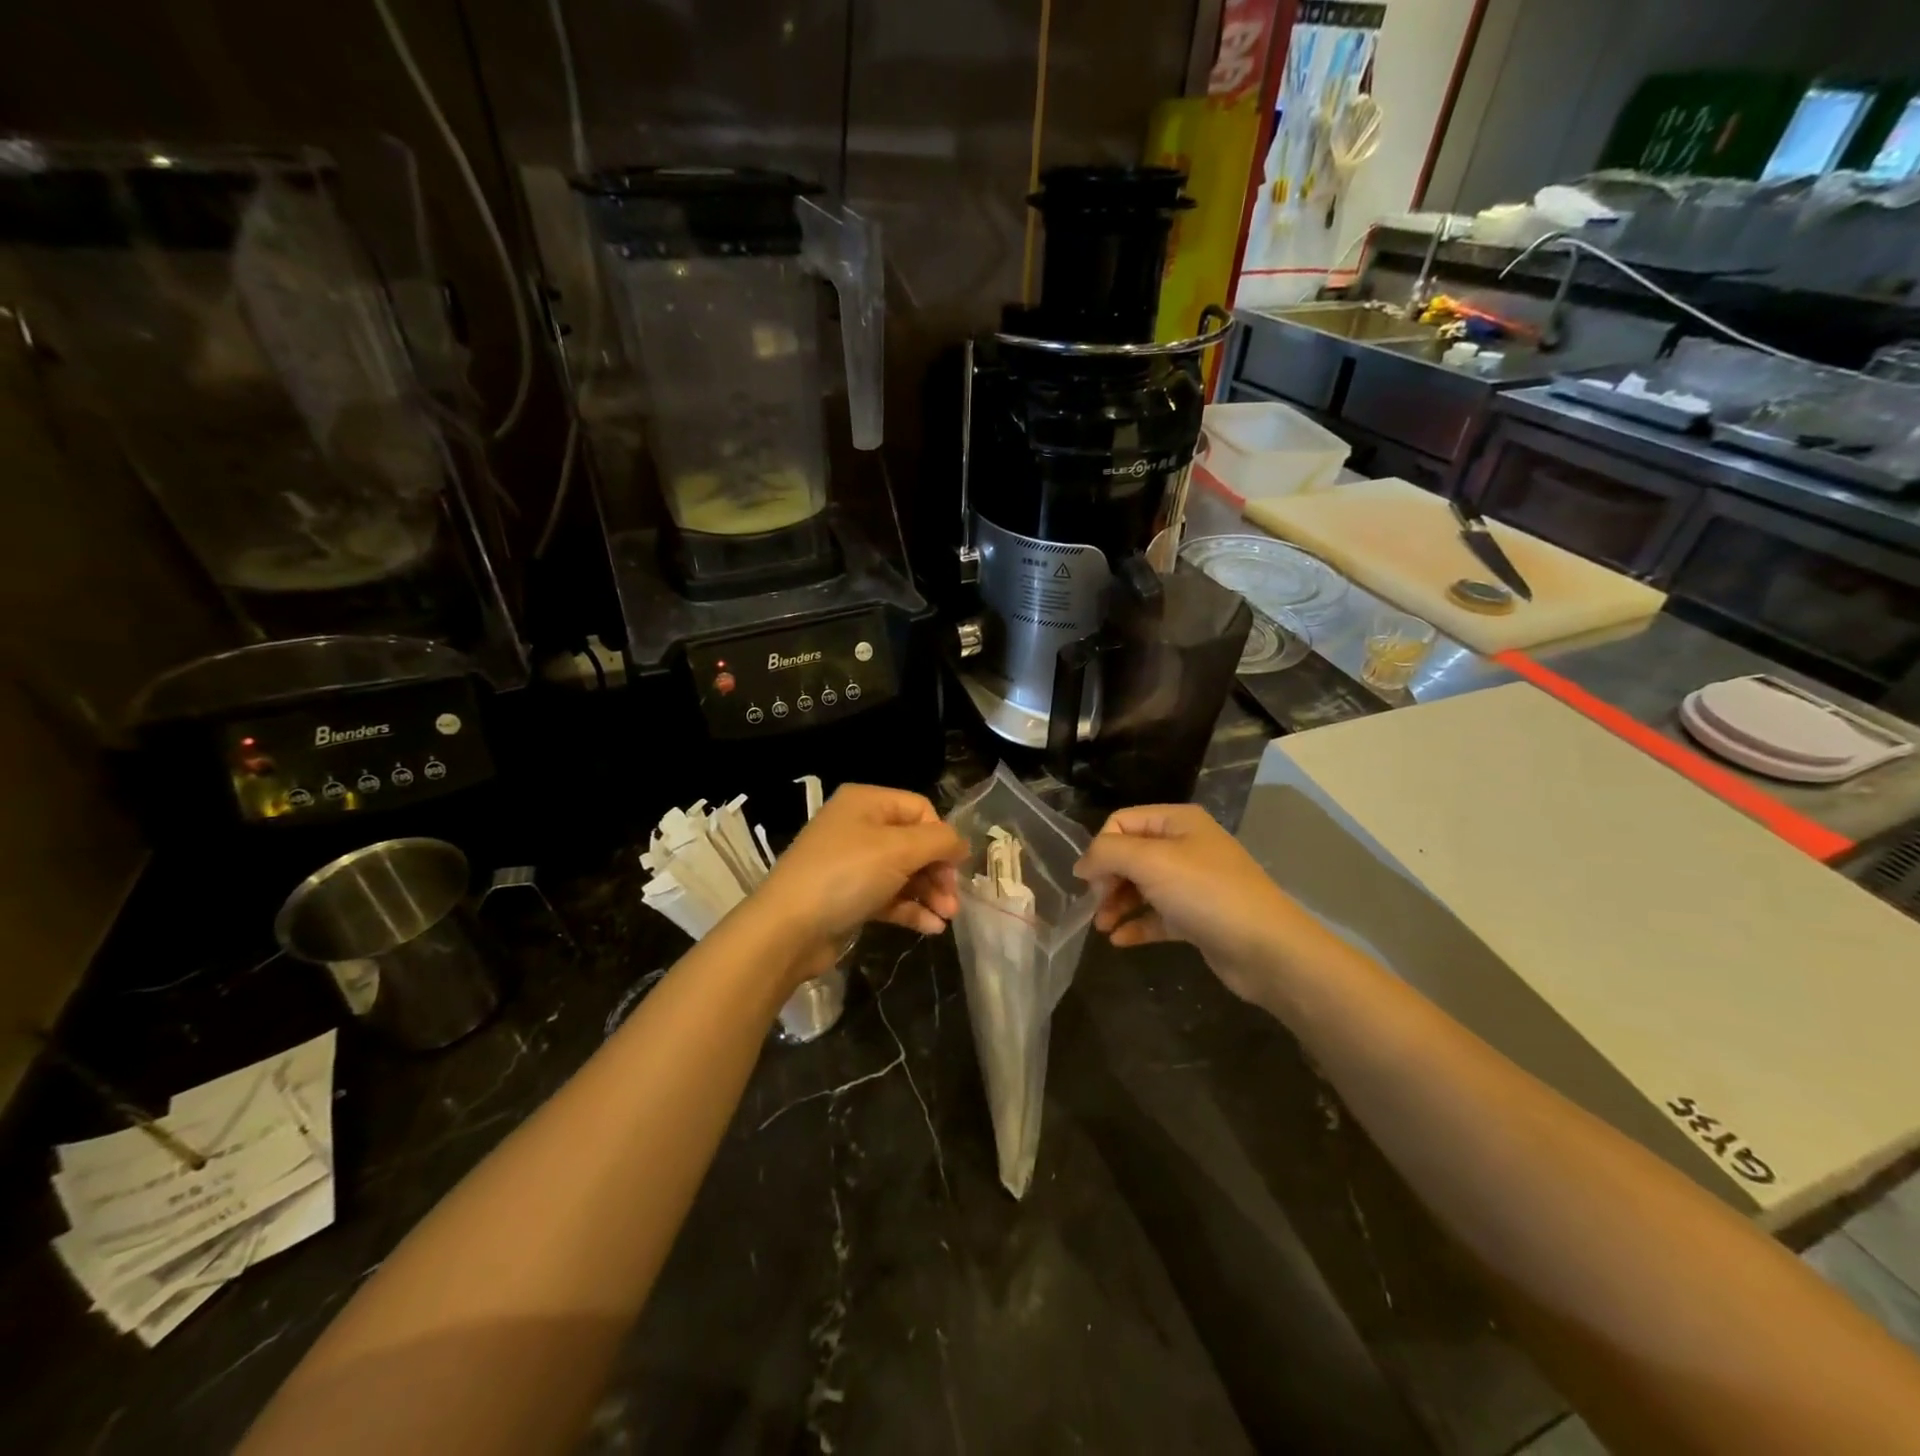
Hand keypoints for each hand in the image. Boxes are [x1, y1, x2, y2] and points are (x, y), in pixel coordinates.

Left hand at [750, 784, 966, 982]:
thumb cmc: (845, 876)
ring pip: (904, 872)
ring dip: (929, 893)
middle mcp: (858, 827)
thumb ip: (939, 841)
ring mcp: (852, 863)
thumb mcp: (898, 850)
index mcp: (866, 802)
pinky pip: (889, 897)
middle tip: (953, 899)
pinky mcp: (849, 897)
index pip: (919, 809)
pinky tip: (932, 928)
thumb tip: (962, 844)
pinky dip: (911, 909)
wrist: (787, 929)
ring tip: (947, 917)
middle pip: (914, 843)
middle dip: (938, 870)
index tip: (957, 867)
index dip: (942, 836)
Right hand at [1074, 804, 1308, 1005]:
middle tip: (1097, 906)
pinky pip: (1157, 915)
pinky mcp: (1197, 918)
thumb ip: (1108, 853)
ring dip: (1117, 904)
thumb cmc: (1206, 894)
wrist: (1268, 949)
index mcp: (1178, 822)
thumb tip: (1082, 864)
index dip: (1101, 849)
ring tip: (1102, 928)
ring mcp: (1193, 883)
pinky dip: (1137, 924)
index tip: (1089, 882)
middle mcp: (1185, 847)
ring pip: (1141, 887)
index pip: (1121, 822)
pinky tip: (1119, 941)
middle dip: (1107, 879)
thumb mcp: (1151, 862)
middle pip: (1129, 855)